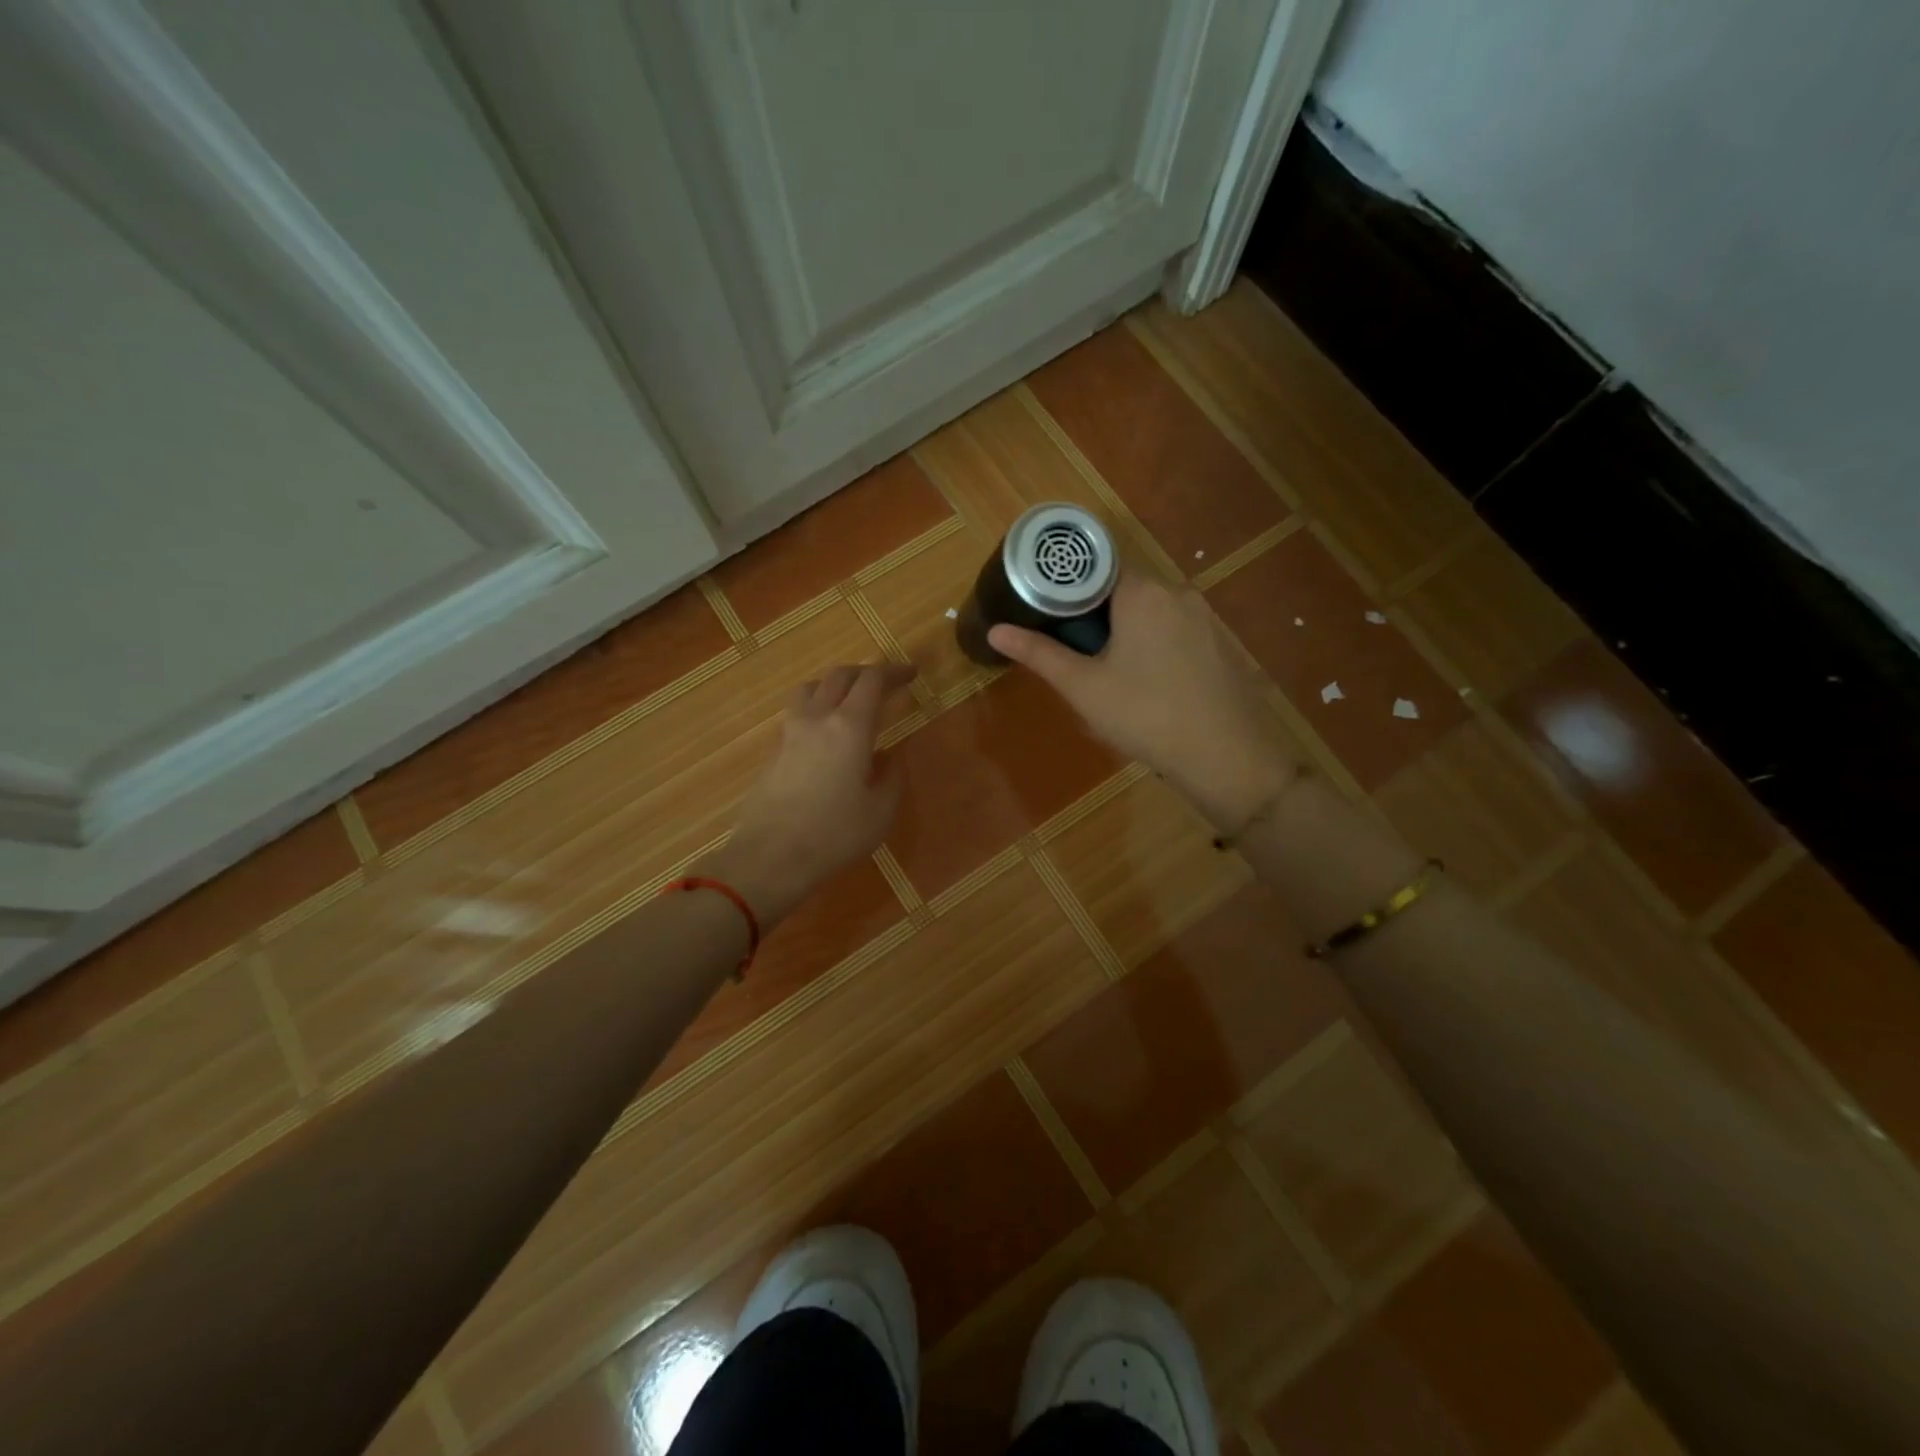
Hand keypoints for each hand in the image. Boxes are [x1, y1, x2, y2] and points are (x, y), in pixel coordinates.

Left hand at [701, 662, 915, 925]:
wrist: (770, 858)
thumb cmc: (834, 835)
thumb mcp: (880, 812)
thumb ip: (891, 777)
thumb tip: (889, 758)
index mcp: (850, 727)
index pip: (872, 680)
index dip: (894, 672)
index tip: (911, 674)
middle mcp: (817, 718)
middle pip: (839, 676)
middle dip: (865, 673)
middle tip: (885, 684)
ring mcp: (790, 733)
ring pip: (811, 688)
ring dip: (834, 685)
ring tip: (850, 701)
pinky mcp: (773, 752)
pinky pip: (797, 714)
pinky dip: (816, 709)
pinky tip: (826, 735)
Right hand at [988, 572, 1296, 827]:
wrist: (1227, 756)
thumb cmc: (1145, 715)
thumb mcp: (1084, 687)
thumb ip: (1040, 654)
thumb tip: (995, 630)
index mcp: (1142, 593)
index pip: (1097, 568)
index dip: (1068, 588)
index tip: (1047, 613)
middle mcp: (1177, 594)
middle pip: (1124, 590)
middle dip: (1095, 615)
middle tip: (1073, 651)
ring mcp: (1205, 620)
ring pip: (1151, 614)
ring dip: (1125, 634)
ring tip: (1106, 673)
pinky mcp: (1221, 646)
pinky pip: (1176, 633)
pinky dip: (1154, 648)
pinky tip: (1148, 687)